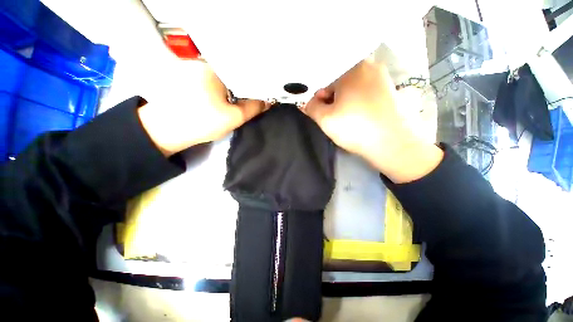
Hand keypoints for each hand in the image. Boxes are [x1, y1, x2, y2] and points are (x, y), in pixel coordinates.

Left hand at [137, 60, 269, 155]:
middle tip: (253, 99)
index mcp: (214, 69)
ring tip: (241, 100)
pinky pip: (211, 83)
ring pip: (221, 79)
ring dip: (232, 90)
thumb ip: (253, 109)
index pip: (242, 72)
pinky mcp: (185, 80)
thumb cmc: (200, 122)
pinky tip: (224, 100)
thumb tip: (268, 102)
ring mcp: (191, 71)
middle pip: (232, 75)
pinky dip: (220, 90)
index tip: (262, 94)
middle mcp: (202, 64)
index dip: (254, 83)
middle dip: (243, 87)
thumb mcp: (232, 117)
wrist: (164, 132)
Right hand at [302, 59, 442, 182]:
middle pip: (339, 80)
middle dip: (331, 97)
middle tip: (331, 114)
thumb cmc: (356, 128)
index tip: (318, 109)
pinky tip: (357, 115)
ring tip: (344, 117)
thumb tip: (307, 103)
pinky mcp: (389, 90)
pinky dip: (356, 101)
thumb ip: (311, 108)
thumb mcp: (325, 119)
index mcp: (352, 68)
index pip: (324, 77)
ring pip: (352, 86)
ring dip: (343, 100)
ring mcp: (382, 78)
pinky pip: (365, 91)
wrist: (394, 144)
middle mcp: (369, 66)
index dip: (318, 95)